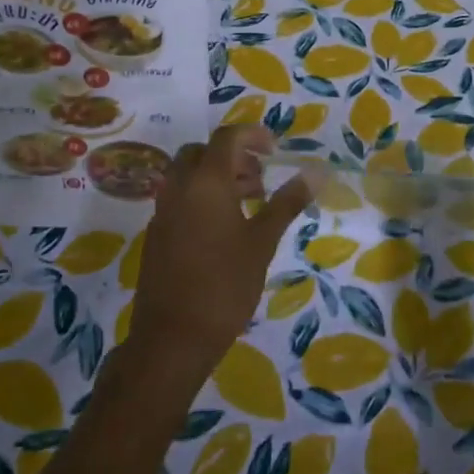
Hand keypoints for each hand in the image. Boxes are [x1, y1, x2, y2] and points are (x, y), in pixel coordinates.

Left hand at [121, 126, 313, 392]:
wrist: (172, 338)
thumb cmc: (224, 284)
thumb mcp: (262, 241)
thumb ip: (287, 202)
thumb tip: (316, 172)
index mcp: (206, 182)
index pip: (226, 138)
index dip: (252, 135)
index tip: (275, 151)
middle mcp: (178, 188)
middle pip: (202, 153)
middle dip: (233, 158)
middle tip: (260, 180)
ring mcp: (162, 211)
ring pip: (188, 176)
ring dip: (218, 178)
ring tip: (250, 204)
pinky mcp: (156, 235)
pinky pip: (179, 200)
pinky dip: (202, 198)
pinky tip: (224, 231)